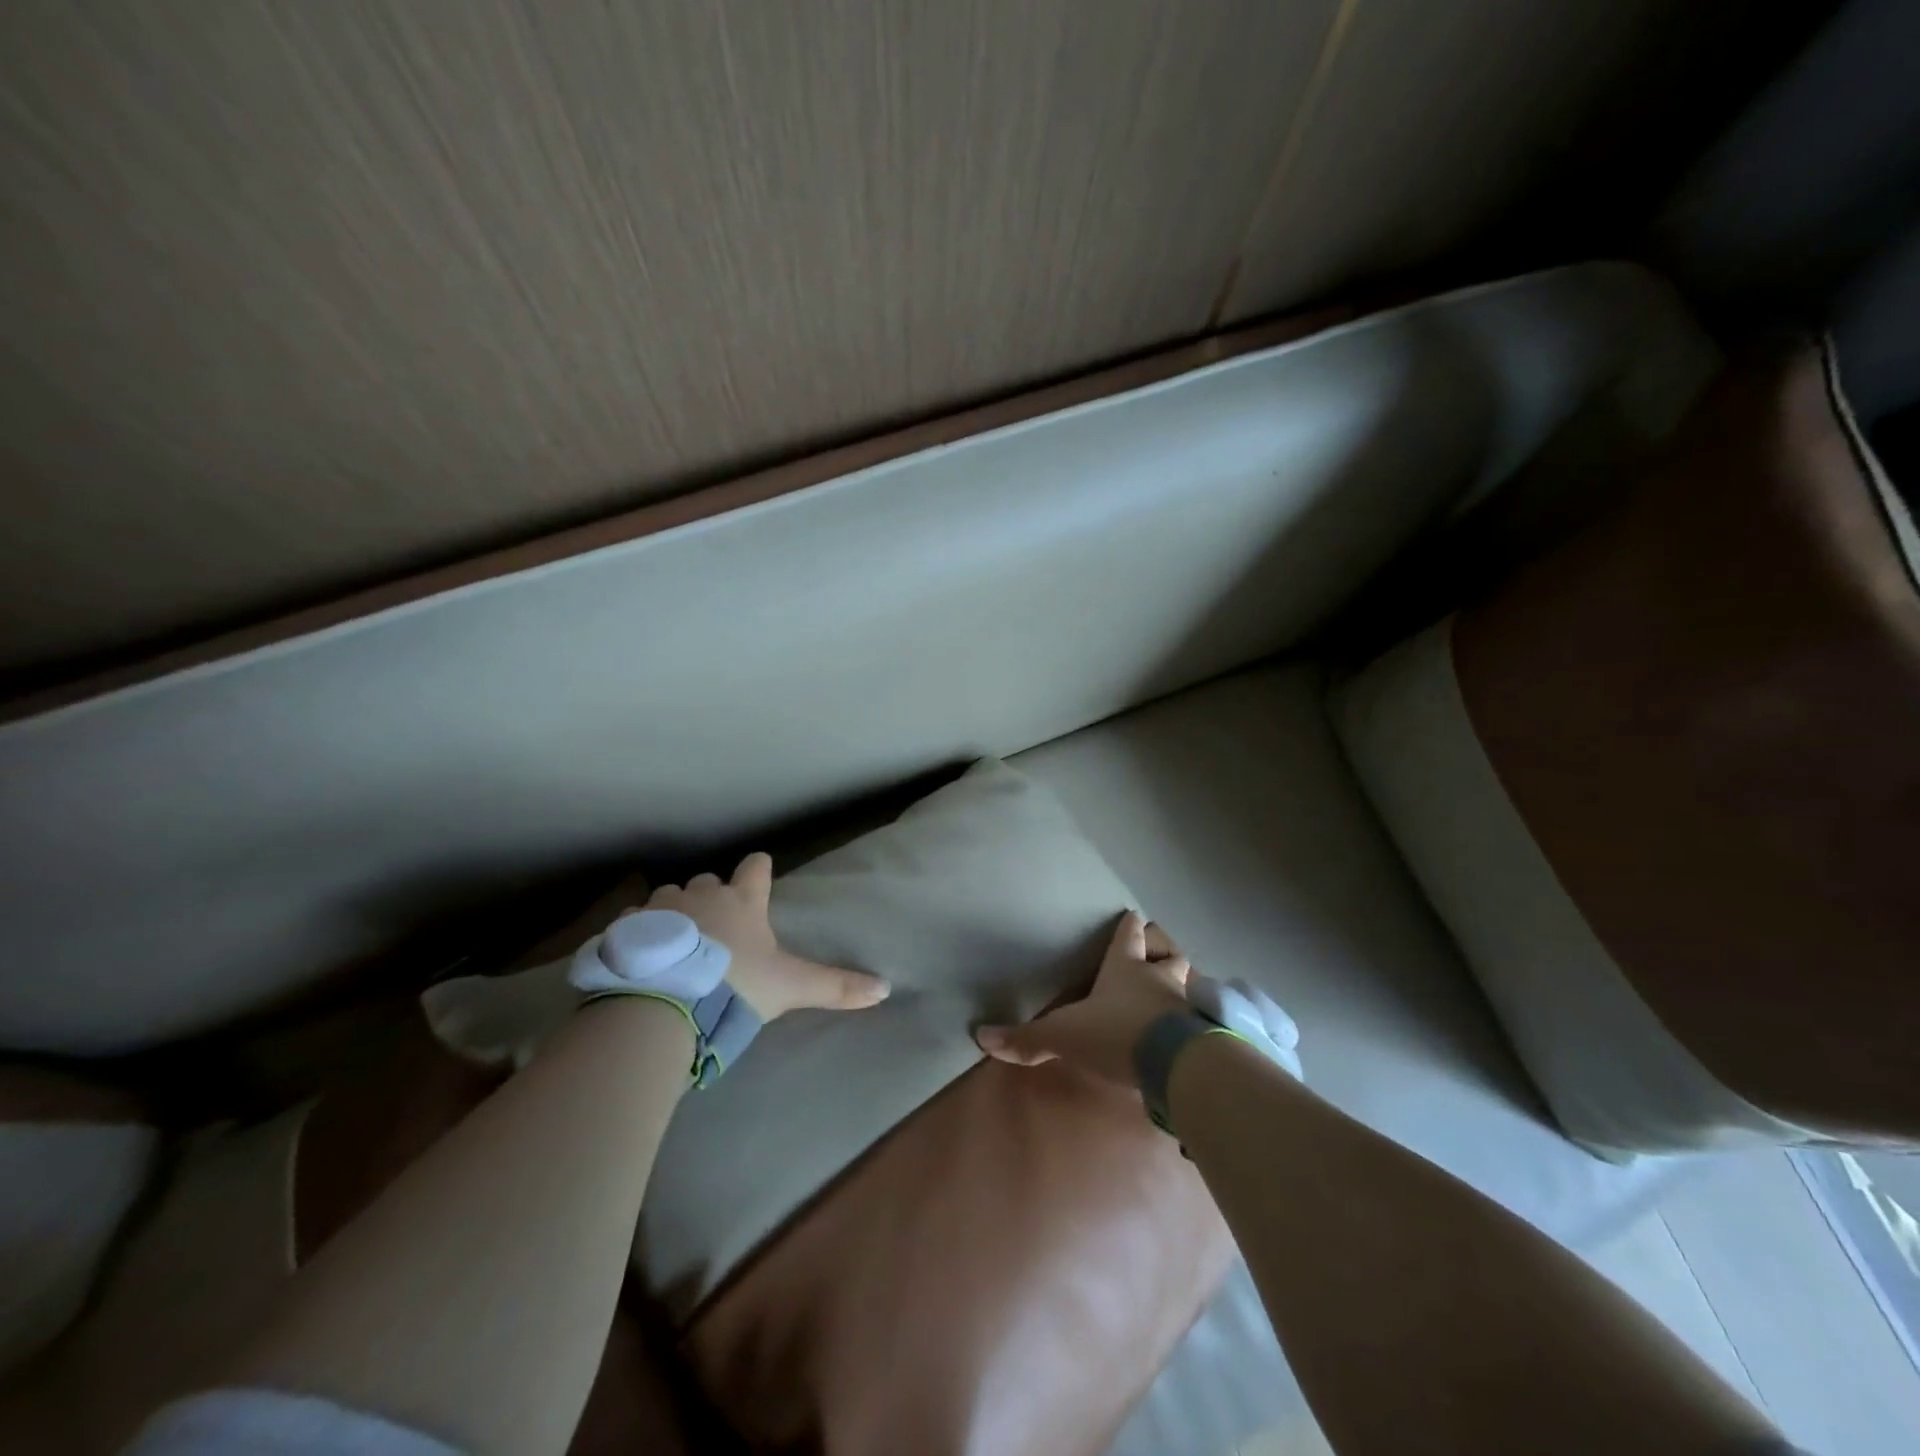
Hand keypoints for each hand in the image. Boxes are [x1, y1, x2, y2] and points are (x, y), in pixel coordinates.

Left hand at [636, 852, 889, 1020]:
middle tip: (717, 927)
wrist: (666, 1004)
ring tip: (677, 943)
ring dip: (675, 913)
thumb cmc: (735, 986)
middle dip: (713, 896)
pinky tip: (642, 955)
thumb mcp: (790, 988)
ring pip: (670, 898)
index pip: (756, 867)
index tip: (760, 872)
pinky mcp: (629, 927)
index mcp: (743, 901)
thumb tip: (886, 988)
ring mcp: (662, 908)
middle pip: (709, 881)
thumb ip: (836, 987)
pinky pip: (635, 921)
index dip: (759, 869)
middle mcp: (703, 894)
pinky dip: (640, 932)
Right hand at [975, 911, 1189, 1088]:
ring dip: (1181, 985)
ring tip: (1171, 996)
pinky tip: (1186, 1035)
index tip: (1130, 916)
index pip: (1130, 934)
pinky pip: (1200, 1018)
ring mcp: (1187, 1003)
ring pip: (1189, 983)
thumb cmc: (1116, 1033)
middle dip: (1162, 952)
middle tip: (1154, 958)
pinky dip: (1194, 1022)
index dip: (1129, 925)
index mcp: (1126, 967)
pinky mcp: (1204, 1033)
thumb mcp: (1064, 1035)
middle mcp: (1160, 977)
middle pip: (1169, 953)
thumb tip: (981, 1036)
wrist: (1175, 1064)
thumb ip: (1027, 1038)